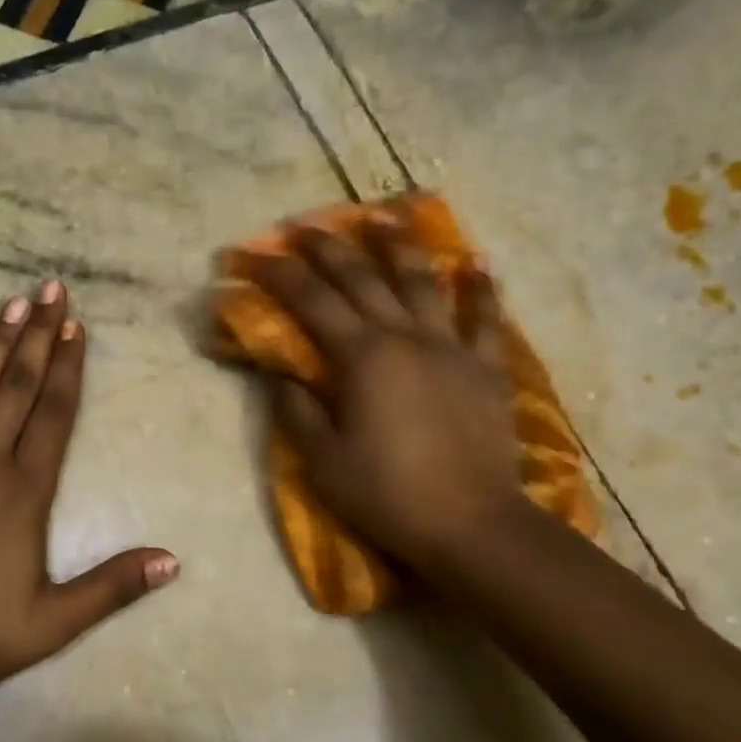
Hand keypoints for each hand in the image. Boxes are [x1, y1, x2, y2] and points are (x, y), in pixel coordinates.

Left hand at [0, 281, 178, 692]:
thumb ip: (112, 586)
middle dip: (38, 336)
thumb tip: (173, 561)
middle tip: (50, 289)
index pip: (55, 414)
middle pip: (17, 385)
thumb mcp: (53, 622)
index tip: (77, 327)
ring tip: (12, 304)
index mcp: (25, 490)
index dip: (69, 368)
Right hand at [247, 224, 524, 577]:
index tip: (254, 254)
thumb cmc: (387, 494)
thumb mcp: (323, 461)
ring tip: (387, 216)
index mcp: (362, 357)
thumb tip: (281, 373)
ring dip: (401, 247)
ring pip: (424, 283)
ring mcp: (452, 349)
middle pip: (363, 278)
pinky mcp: (486, 370)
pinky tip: (477, 267)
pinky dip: (482, 292)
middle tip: (306, 225)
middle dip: (330, 247)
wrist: (471, 525)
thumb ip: (298, 410)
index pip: (311, 301)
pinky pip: (486, 321)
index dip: (279, 274)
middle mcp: (406, 338)